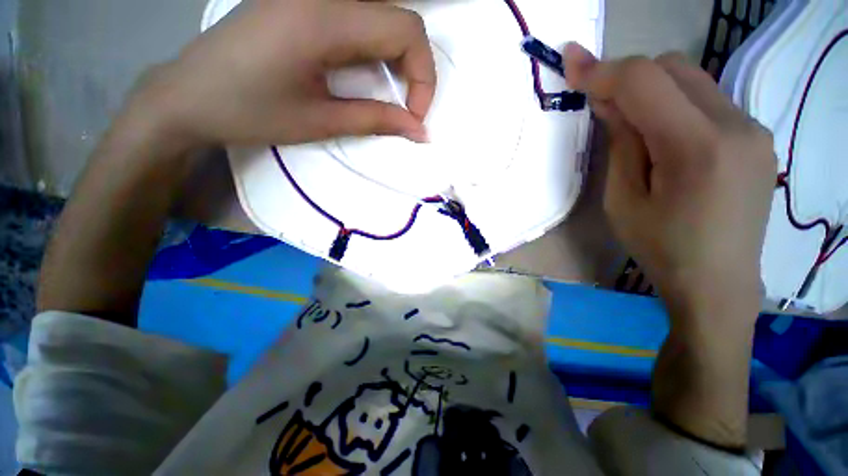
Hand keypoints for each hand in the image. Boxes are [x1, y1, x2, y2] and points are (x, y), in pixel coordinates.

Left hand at [137, 0, 435, 146]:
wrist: (189, 95)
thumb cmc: (250, 113)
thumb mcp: (321, 122)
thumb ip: (377, 120)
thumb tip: (419, 131)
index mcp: (323, 16)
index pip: (406, 28)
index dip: (424, 76)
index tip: (414, 116)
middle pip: (399, 17)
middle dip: (415, 68)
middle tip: (405, 108)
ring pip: (382, 13)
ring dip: (397, 57)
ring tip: (387, 94)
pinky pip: (359, 14)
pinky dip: (375, 46)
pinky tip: (363, 72)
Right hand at [565, 44, 775, 321]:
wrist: (719, 283)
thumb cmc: (660, 248)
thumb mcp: (623, 200)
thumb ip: (621, 144)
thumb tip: (609, 102)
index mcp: (697, 148)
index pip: (645, 82)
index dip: (603, 69)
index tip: (571, 61)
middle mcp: (737, 125)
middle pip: (673, 67)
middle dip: (628, 76)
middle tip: (600, 103)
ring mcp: (753, 127)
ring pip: (693, 78)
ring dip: (652, 90)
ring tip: (632, 126)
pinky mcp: (756, 136)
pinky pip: (708, 99)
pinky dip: (675, 104)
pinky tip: (664, 136)